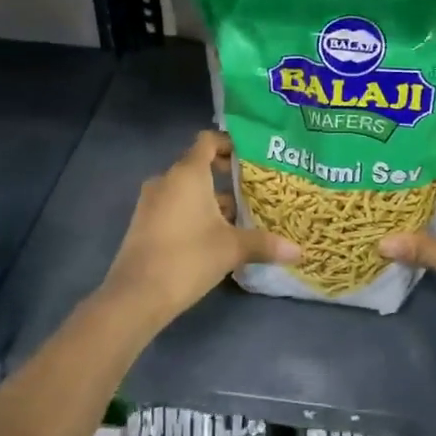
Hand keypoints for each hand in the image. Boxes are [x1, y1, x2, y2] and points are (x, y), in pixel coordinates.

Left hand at [100, 131, 296, 328]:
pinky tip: (213, 237)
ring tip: (238, 218)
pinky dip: (193, 213)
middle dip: (225, 177)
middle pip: (198, 166)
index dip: (229, 143)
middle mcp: (166, 180)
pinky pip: (173, 206)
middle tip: (252, 190)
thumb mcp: (232, 249)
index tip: (250, 158)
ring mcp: (151, 202)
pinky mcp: (143, 223)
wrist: (136, 295)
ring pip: (186, 190)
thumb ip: (265, 244)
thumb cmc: (188, 257)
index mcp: (188, 173)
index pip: (208, 140)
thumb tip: (299, 251)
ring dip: (210, 199)